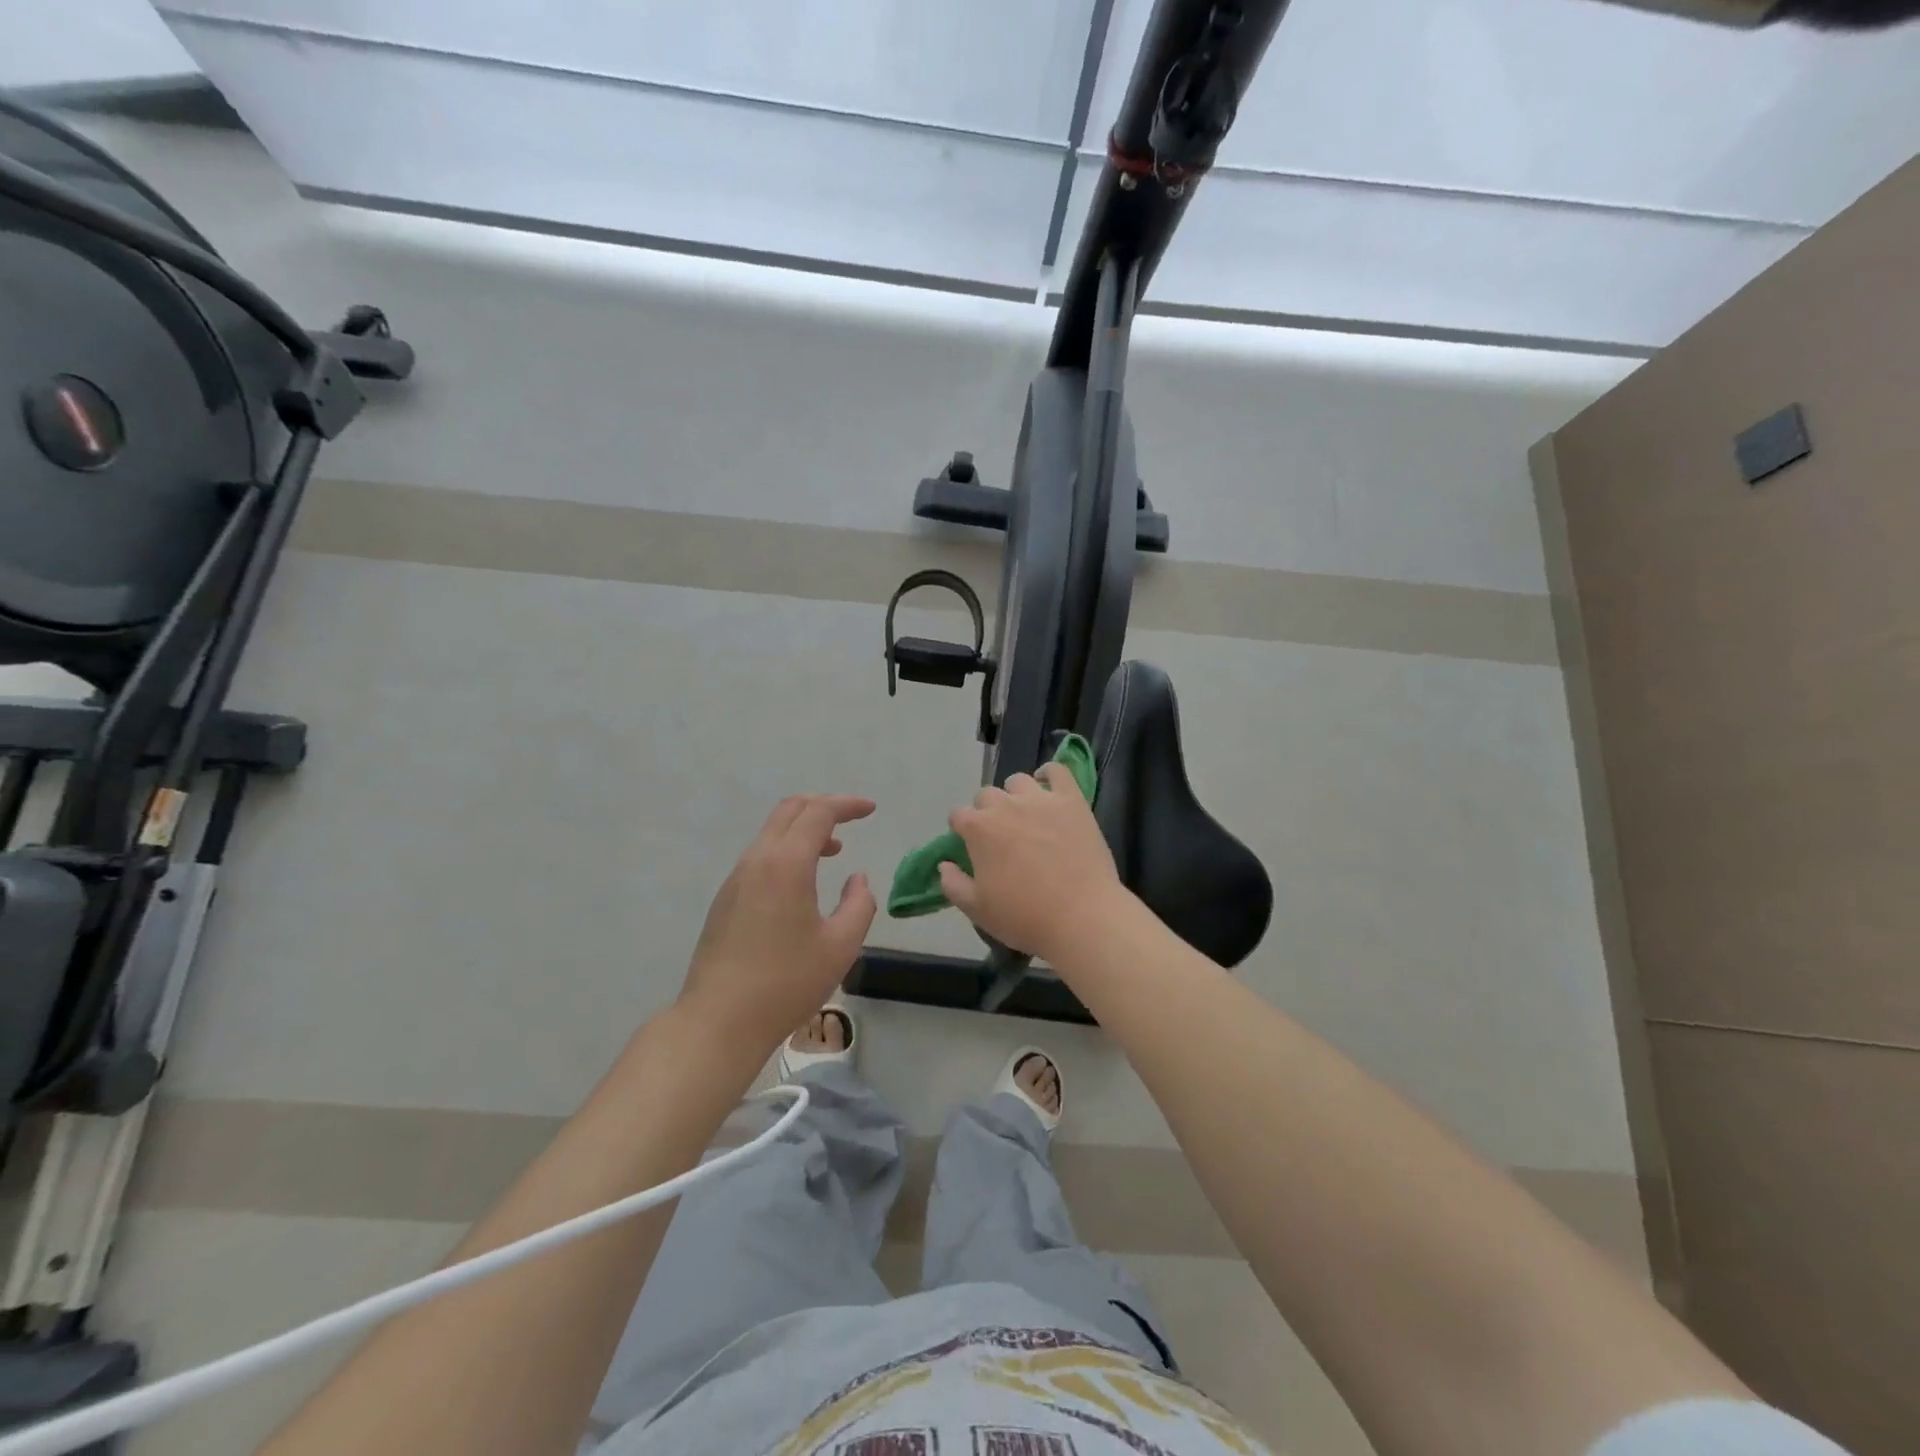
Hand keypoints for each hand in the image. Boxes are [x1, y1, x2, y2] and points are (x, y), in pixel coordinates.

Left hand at [676, 794, 877, 1054]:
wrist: (719, 1021)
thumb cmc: (786, 983)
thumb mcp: (840, 946)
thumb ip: (859, 905)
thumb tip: (857, 879)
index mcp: (786, 864)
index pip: (818, 813)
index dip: (847, 805)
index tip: (871, 810)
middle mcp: (757, 861)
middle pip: (789, 811)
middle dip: (823, 807)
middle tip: (850, 820)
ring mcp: (736, 880)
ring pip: (772, 833)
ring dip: (803, 831)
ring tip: (832, 852)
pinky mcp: (725, 900)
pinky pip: (760, 857)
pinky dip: (786, 851)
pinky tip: (801, 883)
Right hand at [938, 763, 1126, 964]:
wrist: (1081, 917)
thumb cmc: (1024, 916)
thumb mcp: (977, 909)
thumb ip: (952, 884)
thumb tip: (944, 864)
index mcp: (979, 829)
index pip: (958, 815)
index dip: (962, 830)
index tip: (971, 847)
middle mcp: (1005, 805)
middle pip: (986, 795)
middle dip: (987, 812)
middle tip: (1001, 837)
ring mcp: (1040, 799)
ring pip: (1018, 781)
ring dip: (1015, 795)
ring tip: (1026, 816)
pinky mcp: (1071, 800)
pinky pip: (1058, 771)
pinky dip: (1050, 774)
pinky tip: (1049, 790)